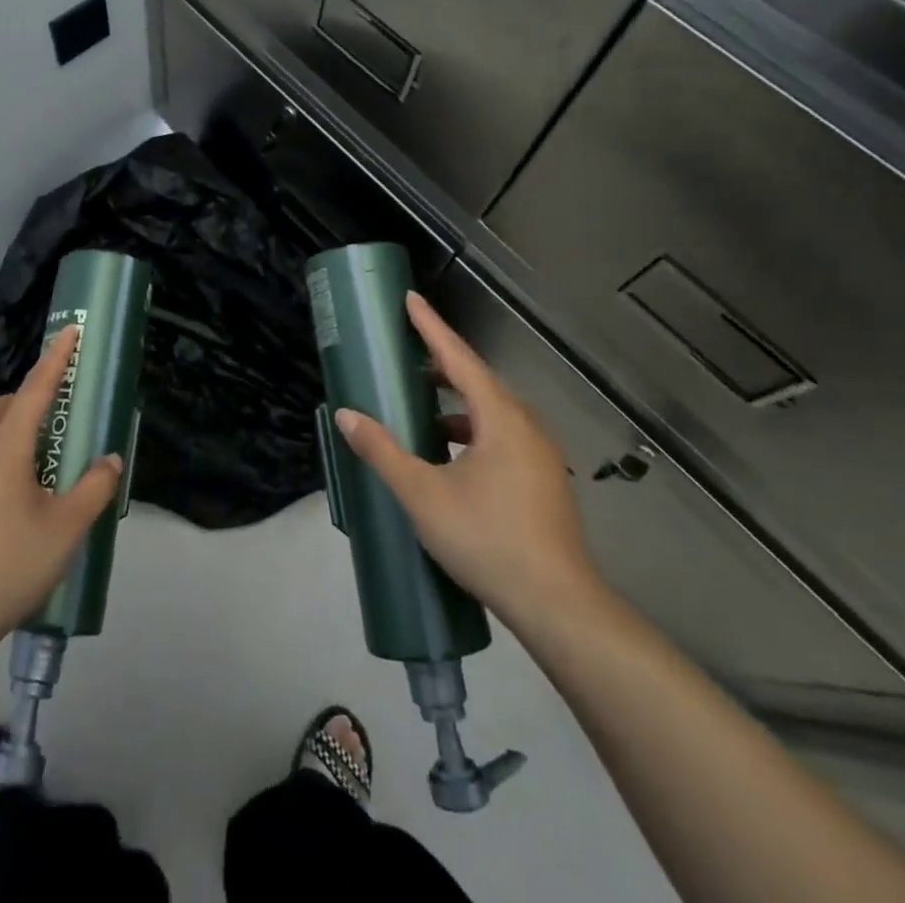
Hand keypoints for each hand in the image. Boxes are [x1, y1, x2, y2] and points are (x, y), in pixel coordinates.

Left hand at [0, 326, 122, 651]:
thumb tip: (109, 460)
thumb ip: (93, 489)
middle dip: (27, 399)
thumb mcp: (66, 530)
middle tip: (55, 418)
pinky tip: (3, 502)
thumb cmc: (8, 566)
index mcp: (5, 448)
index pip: (35, 390)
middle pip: (0, 408)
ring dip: (6, 430)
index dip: (56, 359)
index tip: (70, 330)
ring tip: (33, 463)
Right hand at [334, 291, 602, 629]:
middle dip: (442, 365)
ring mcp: (540, 455)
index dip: (431, 327)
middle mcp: (526, 426)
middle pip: (479, 381)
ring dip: (457, 403)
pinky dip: (472, 430)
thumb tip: (346, 414)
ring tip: (422, 410)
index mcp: (501, 418)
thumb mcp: (423, 494)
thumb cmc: (488, 539)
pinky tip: (450, 455)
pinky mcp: (543, 481)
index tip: (410, 299)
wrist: (558, 606)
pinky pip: (502, 436)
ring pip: (492, 412)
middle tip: (406, 357)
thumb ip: (382, 451)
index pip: (459, 358)